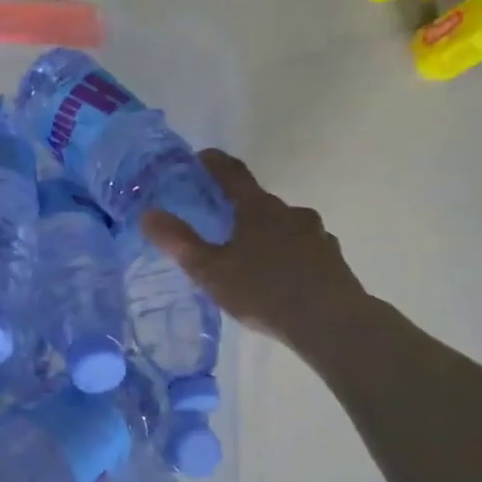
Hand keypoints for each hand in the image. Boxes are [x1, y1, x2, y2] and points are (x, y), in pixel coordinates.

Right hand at [142, 150, 361, 349]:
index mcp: (257, 208)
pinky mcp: (333, 259)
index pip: (231, 173)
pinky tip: (281, 278)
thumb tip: (148, 213)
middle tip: (218, 224)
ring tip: (250, 258)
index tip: (199, 159)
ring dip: (266, 233)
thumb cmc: (263, 292)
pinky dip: (288, 255)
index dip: (213, 163)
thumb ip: (178, 242)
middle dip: (238, 208)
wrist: (332, 323)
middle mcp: (290, 212)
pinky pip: (303, 248)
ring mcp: (316, 234)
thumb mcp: (210, 271)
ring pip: (283, 226)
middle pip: (258, 201)